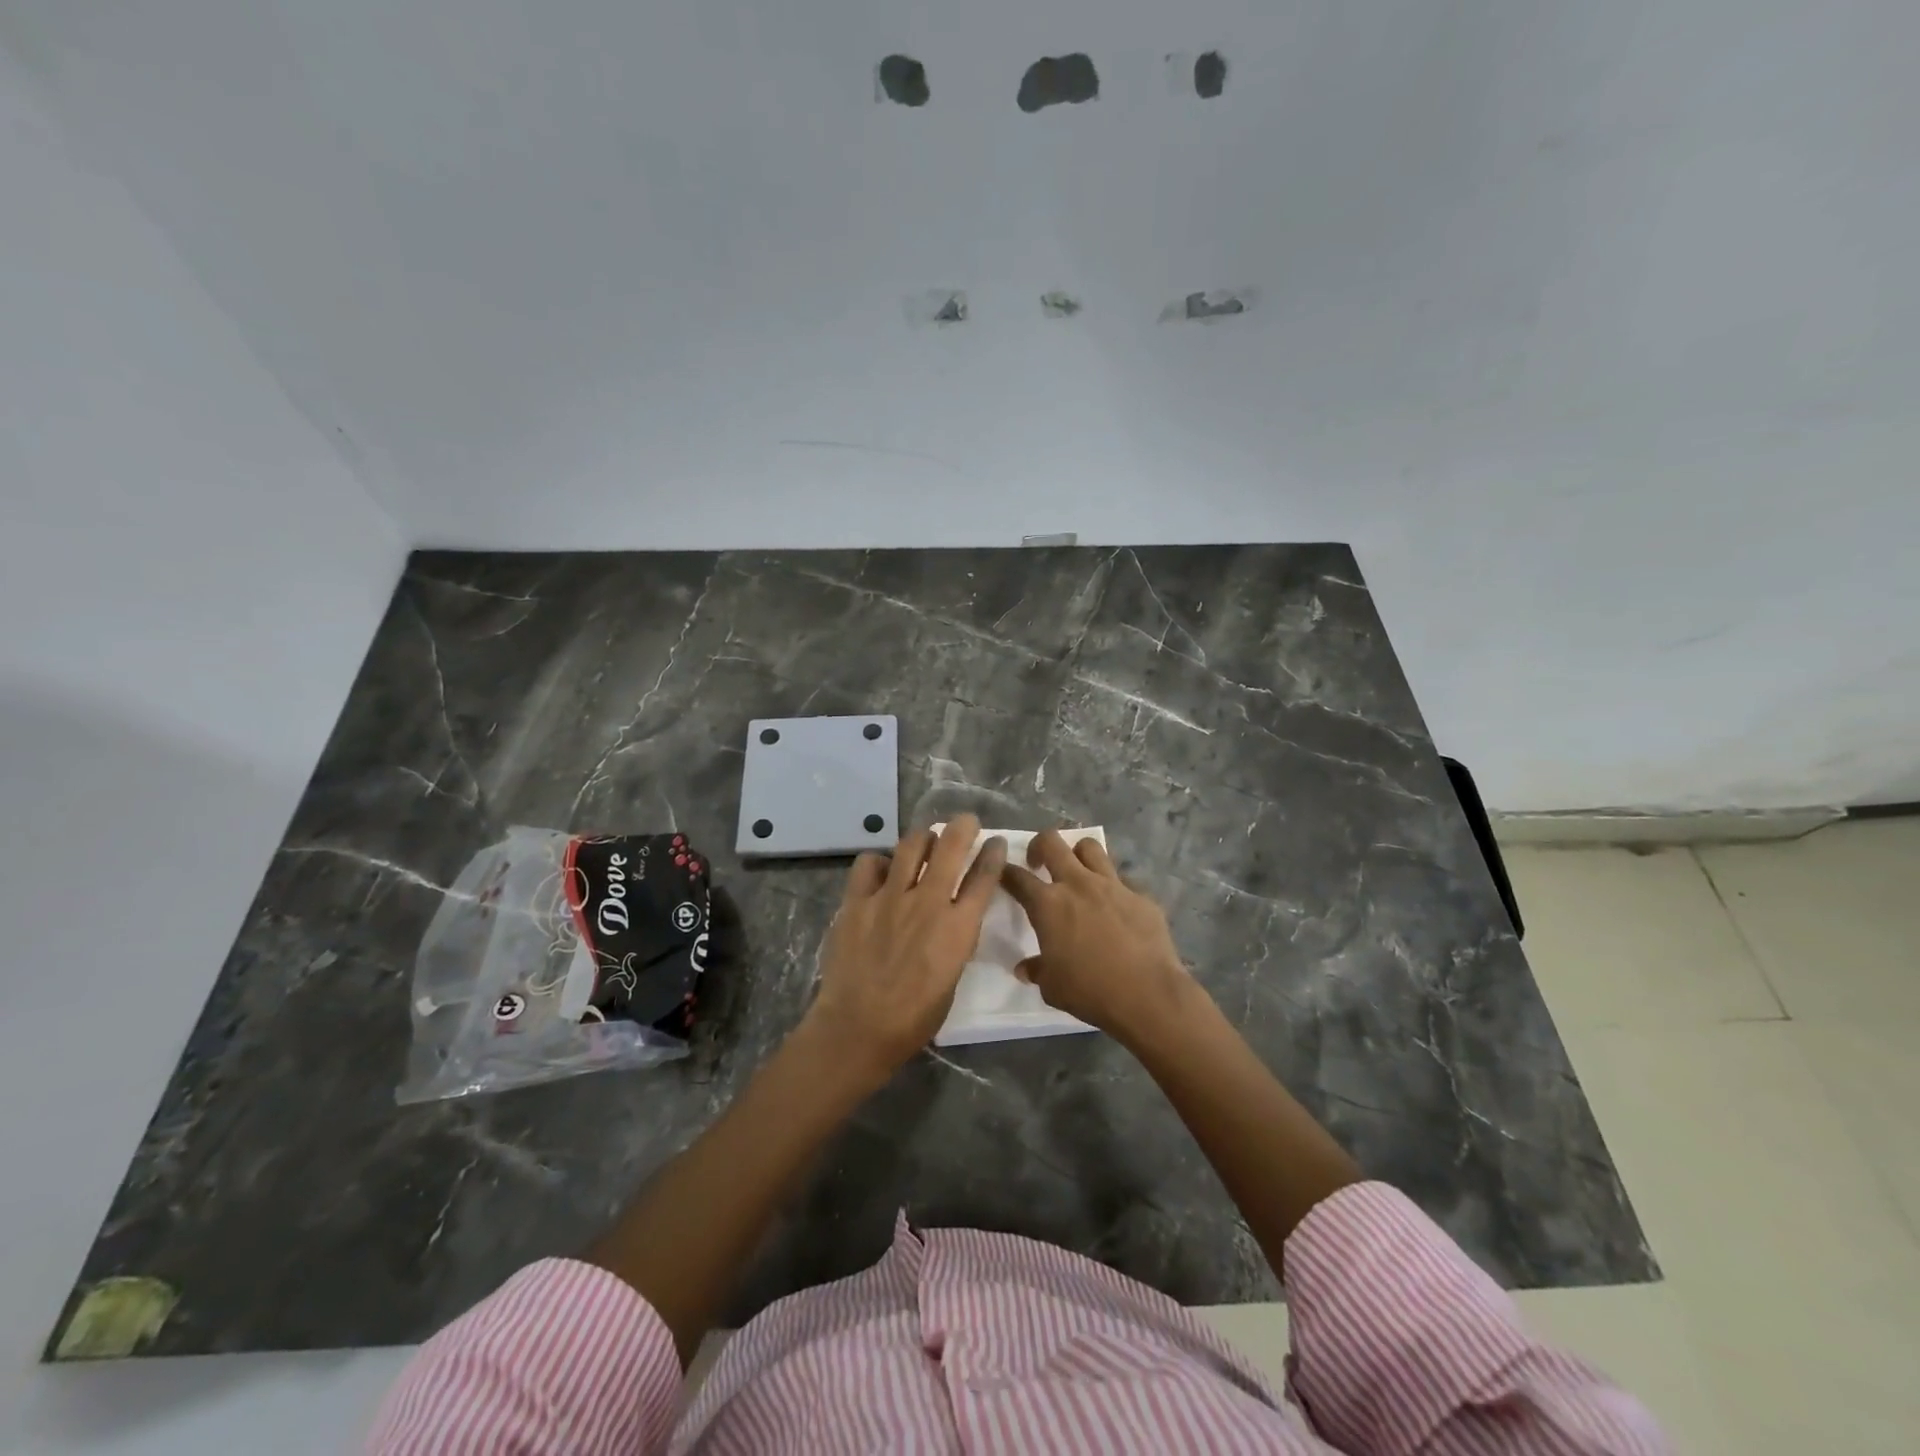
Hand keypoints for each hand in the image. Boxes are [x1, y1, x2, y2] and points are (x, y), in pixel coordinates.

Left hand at [806, 814, 1006, 1081]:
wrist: (858, 1027)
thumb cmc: (914, 1018)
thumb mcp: (952, 979)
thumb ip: (956, 941)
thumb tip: (954, 920)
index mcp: (958, 927)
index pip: (984, 877)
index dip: (993, 854)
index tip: (995, 843)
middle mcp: (928, 902)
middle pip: (950, 846)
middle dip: (963, 827)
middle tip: (966, 822)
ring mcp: (890, 897)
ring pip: (911, 846)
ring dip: (923, 837)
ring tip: (926, 839)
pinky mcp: (858, 901)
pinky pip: (869, 863)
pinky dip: (879, 862)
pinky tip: (881, 871)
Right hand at [1000, 830, 1199, 1046]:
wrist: (1148, 995)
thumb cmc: (1090, 991)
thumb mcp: (1052, 987)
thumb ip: (1037, 970)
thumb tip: (1026, 968)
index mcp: (1048, 904)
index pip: (1017, 877)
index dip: (1005, 872)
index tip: (1003, 874)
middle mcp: (1078, 884)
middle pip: (1052, 842)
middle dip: (1039, 845)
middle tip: (1039, 863)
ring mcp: (1112, 885)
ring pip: (1090, 847)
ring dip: (1078, 854)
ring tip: (1078, 872)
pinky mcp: (1140, 896)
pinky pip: (1123, 880)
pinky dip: (1114, 888)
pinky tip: (1116, 908)